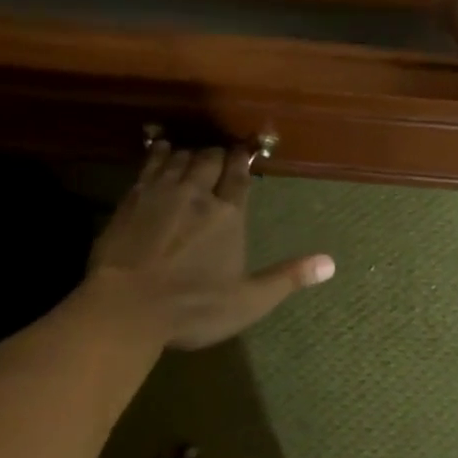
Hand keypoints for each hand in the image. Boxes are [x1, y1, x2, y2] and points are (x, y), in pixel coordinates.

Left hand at [85, 144, 334, 350]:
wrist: (126, 306)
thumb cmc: (192, 307)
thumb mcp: (248, 301)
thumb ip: (288, 277)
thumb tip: (331, 263)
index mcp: (228, 214)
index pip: (239, 176)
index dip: (243, 160)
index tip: (245, 150)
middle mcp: (197, 193)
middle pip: (209, 159)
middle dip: (218, 155)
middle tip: (221, 157)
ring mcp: (162, 191)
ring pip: (181, 157)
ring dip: (190, 153)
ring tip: (194, 155)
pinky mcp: (133, 197)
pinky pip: (150, 163)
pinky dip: (160, 153)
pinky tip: (162, 149)